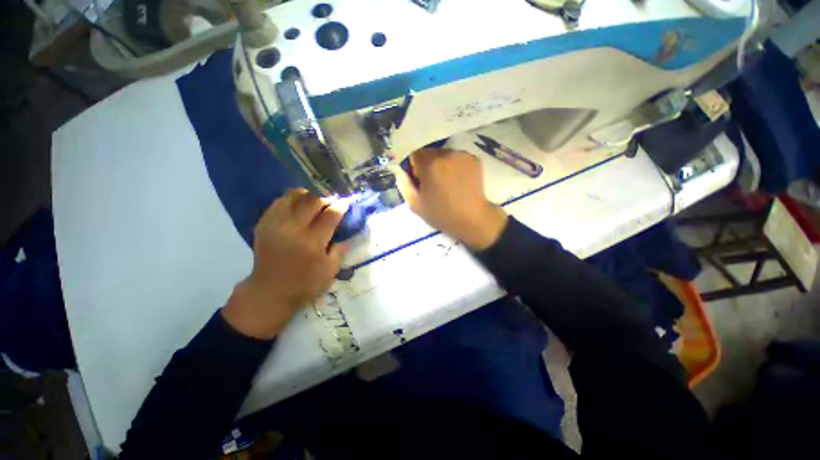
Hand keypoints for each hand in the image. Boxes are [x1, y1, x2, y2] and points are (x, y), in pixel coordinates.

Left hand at [222, 189, 347, 338]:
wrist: (269, 291)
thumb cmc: (304, 284)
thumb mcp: (330, 271)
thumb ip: (340, 251)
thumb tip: (347, 236)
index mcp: (313, 242)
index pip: (330, 215)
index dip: (340, 206)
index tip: (345, 204)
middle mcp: (294, 229)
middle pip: (313, 202)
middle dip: (326, 199)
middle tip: (331, 203)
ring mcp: (276, 225)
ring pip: (293, 197)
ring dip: (307, 195)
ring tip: (314, 201)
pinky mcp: (264, 225)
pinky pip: (278, 203)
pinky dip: (290, 200)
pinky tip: (297, 205)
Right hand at [397, 149, 507, 250]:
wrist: (473, 219)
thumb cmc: (442, 214)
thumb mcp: (415, 204)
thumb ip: (404, 184)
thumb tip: (402, 171)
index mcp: (430, 164)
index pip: (414, 153)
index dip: (414, 167)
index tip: (419, 181)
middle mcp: (446, 153)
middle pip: (429, 153)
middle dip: (427, 165)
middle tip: (433, 184)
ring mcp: (462, 155)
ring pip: (443, 155)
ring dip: (441, 165)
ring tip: (447, 183)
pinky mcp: (474, 159)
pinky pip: (457, 158)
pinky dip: (454, 166)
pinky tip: (458, 181)